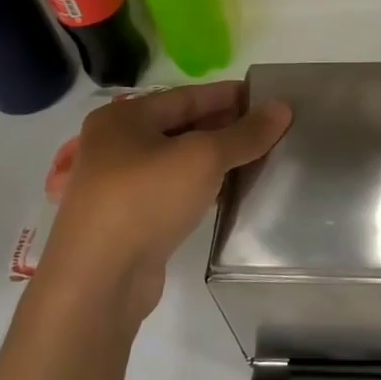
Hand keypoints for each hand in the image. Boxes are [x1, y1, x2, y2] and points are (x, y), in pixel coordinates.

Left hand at [33, 82, 291, 323]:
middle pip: (183, 126)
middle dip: (227, 127)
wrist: (97, 283)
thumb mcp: (203, 158)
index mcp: (124, 118)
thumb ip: (245, 133)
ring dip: (217, 159)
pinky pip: (175, 191)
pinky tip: (233, 191)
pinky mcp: (129, 220)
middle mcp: (116, 145)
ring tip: (261, 158)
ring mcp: (119, 185)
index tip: (269, 98)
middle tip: (272, 129)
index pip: (188, 96)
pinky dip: (203, 187)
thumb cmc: (146, 200)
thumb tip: (283, 108)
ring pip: (180, 161)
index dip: (230, 95)